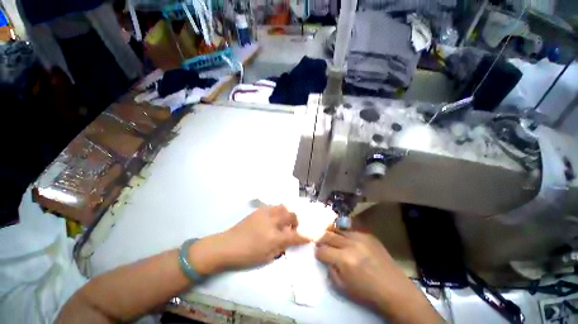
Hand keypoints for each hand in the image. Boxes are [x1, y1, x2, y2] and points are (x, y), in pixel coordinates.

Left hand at [191, 205, 309, 274]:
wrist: (226, 245)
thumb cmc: (246, 256)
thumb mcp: (266, 258)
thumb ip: (280, 248)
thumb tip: (288, 241)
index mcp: (274, 238)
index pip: (295, 236)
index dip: (305, 236)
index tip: (311, 236)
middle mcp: (272, 222)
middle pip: (291, 215)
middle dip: (296, 220)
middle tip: (293, 226)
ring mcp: (265, 213)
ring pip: (283, 207)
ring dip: (287, 213)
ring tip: (284, 220)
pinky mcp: (259, 210)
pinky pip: (273, 206)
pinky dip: (278, 210)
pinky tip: (275, 216)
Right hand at [315, 230, 403, 309]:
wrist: (395, 290)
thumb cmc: (367, 293)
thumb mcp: (343, 288)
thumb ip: (330, 271)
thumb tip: (326, 258)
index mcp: (344, 259)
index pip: (322, 250)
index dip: (317, 252)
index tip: (317, 253)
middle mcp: (351, 244)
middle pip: (328, 235)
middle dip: (321, 239)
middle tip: (319, 242)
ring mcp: (361, 237)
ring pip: (339, 230)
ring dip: (332, 234)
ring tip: (330, 238)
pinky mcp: (369, 235)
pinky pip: (351, 231)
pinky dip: (345, 235)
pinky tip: (346, 240)